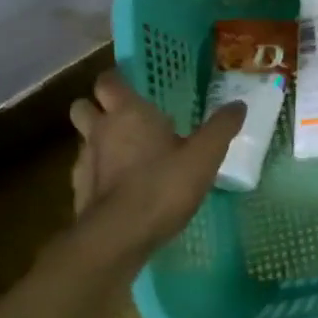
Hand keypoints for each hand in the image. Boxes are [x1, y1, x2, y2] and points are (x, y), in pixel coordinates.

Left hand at [63, 69, 245, 250]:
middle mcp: (100, 130)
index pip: (109, 81)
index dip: (118, 80)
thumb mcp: (205, 156)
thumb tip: (238, 105)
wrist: (118, 237)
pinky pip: (86, 170)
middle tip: (124, 117)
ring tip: (125, 152)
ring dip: (97, 140)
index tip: (133, 86)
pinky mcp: (78, 191)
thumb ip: (221, 128)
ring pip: (83, 139)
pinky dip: (98, 172)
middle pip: (83, 106)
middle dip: (97, 107)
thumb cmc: (162, 186)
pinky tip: (120, 185)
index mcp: (128, 113)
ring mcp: (84, 161)